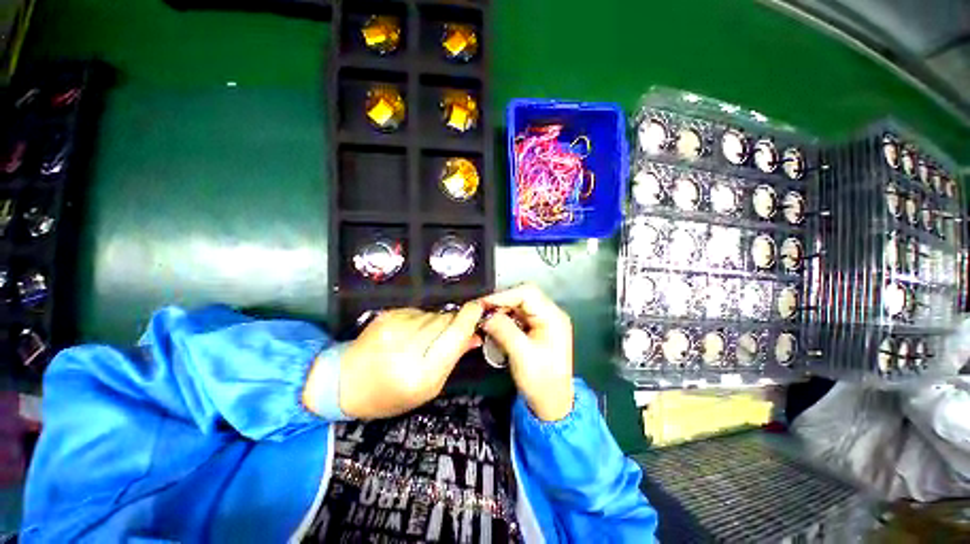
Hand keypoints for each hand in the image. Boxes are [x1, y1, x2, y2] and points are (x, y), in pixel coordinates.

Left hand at [308, 303, 483, 419]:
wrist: (344, 382)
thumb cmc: (391, 394)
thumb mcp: (429, 387)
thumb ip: (453, 358)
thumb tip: (476, 335)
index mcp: (421, 373)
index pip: (454, 335)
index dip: (470, 318)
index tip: (480, 307)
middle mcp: (407, 347)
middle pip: (445, 320)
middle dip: (453, 323)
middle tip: (446, 336)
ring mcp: (394, 328)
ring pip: (432, 314)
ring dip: (435, 323)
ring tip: (422, 340)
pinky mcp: (386, 316)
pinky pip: (417, 311)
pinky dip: (420, 320)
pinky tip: (408, 334)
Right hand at [481, 284, 573, 421]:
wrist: (552, 404)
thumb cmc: (541, 381)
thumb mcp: (521, 354)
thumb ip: (503, 330)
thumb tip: (485, 315)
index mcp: (552, 317)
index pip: (526, 293)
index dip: (503, 296)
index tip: (483, 304)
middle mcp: (550, 314)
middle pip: (522, 296)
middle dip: (500, 303)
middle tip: (482, 312)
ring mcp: (544, 321)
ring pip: (518, 305)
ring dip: (501, 311)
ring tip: (486, 320)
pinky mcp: (536, 328)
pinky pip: (518, 316)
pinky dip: (504, 319)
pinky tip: (494, 326)